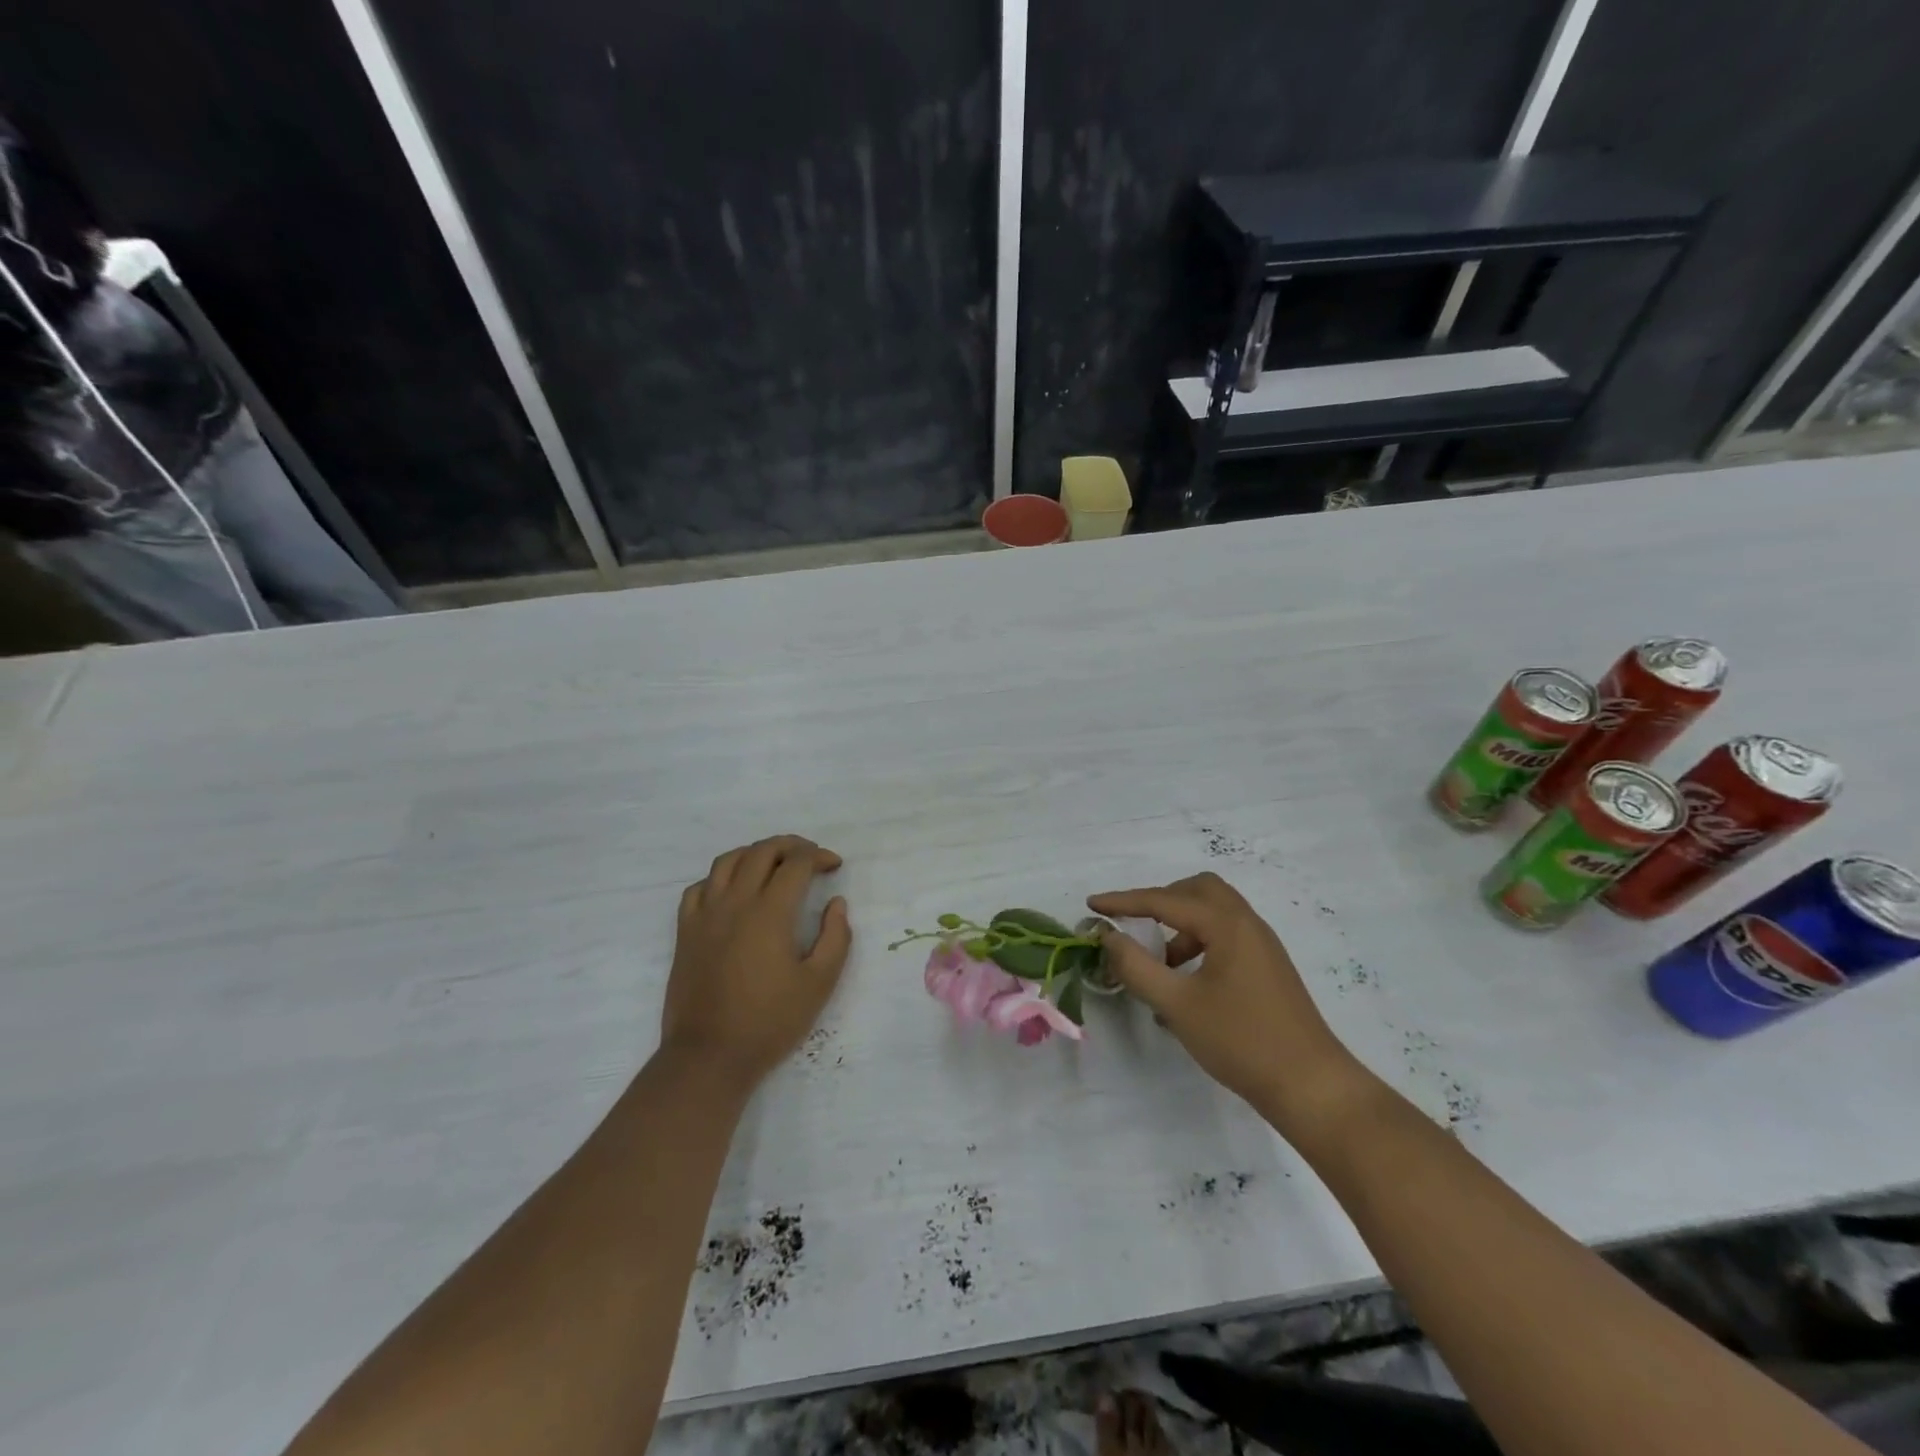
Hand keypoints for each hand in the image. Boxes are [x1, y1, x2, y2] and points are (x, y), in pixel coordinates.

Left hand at [661, 835, 851, 1090]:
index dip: (819, 857)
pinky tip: (733, 891)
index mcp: (770, 912)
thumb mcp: (819, 984)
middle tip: (810, 856)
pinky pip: (699, 887)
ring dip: (755, 853)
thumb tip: (836, 903)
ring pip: (727, 861)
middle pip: (762, 851)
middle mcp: (735, 902)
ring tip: (773, 863)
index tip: (834, 866)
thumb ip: (836, 937)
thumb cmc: (770, 1022)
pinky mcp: (685, 932)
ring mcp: (705, 915)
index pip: (796, 864)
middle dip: (791, 845)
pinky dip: (720, 877)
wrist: (709, 1056)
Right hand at [1088, 873, 1368, 1134]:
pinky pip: (1226, 935)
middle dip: (1160, 901)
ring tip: (1160, 965)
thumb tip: (1108, 936)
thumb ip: (1136, 966)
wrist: (1311, 1086)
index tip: (1092, 904)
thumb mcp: (1177, 1005)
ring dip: (1180, 925)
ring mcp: (1262, 945)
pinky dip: (1199, 943)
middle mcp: (1247, 924)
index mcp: (1227, 925)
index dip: (1124, 901)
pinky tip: (1186, 984)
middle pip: (1198, 890)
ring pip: (1214, 912)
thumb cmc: (1241, 1041)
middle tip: (1134, 924)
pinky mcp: (1268, 967)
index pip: (1164, 900)